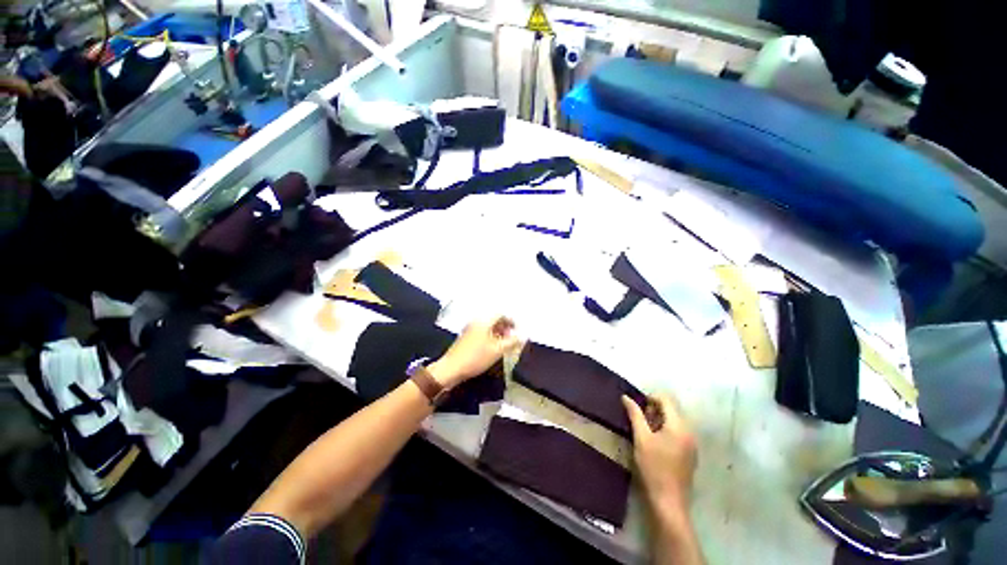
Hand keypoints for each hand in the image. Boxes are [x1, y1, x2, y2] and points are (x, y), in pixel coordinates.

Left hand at [429, 317, 520, 387]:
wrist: (451, 369)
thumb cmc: (476, 357)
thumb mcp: (497, 350)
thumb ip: (512, 342)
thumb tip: (522, 336)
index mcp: (484, 322)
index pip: (501, 314)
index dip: (511, 321)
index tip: (517, 331)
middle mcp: (476, 322)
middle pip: (494, 320)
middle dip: (505, 327)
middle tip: (512, 338)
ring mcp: (469, 330)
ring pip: (488, 327)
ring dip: (498, 333)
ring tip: (504, 345)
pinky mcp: (465, 338)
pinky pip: (481, 333)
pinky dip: (490, 337)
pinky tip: (492, 349)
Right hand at [623, 393, 697, 512]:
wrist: (668, 501)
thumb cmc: (653, 467)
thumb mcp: (641, 438)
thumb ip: (635, 414)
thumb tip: (626, 397)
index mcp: (679, 425)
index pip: (666, 399)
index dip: (650, 398)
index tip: (636, 406)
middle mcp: (689, 431)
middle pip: (671, 409)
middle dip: (654, 410)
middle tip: (639, 420)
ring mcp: (691, 443)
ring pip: (674, 421)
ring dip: (658, 420)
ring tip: (644, 432)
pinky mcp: (690, 453)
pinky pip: (678, 433)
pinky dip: (665, 431)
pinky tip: (654, 444)